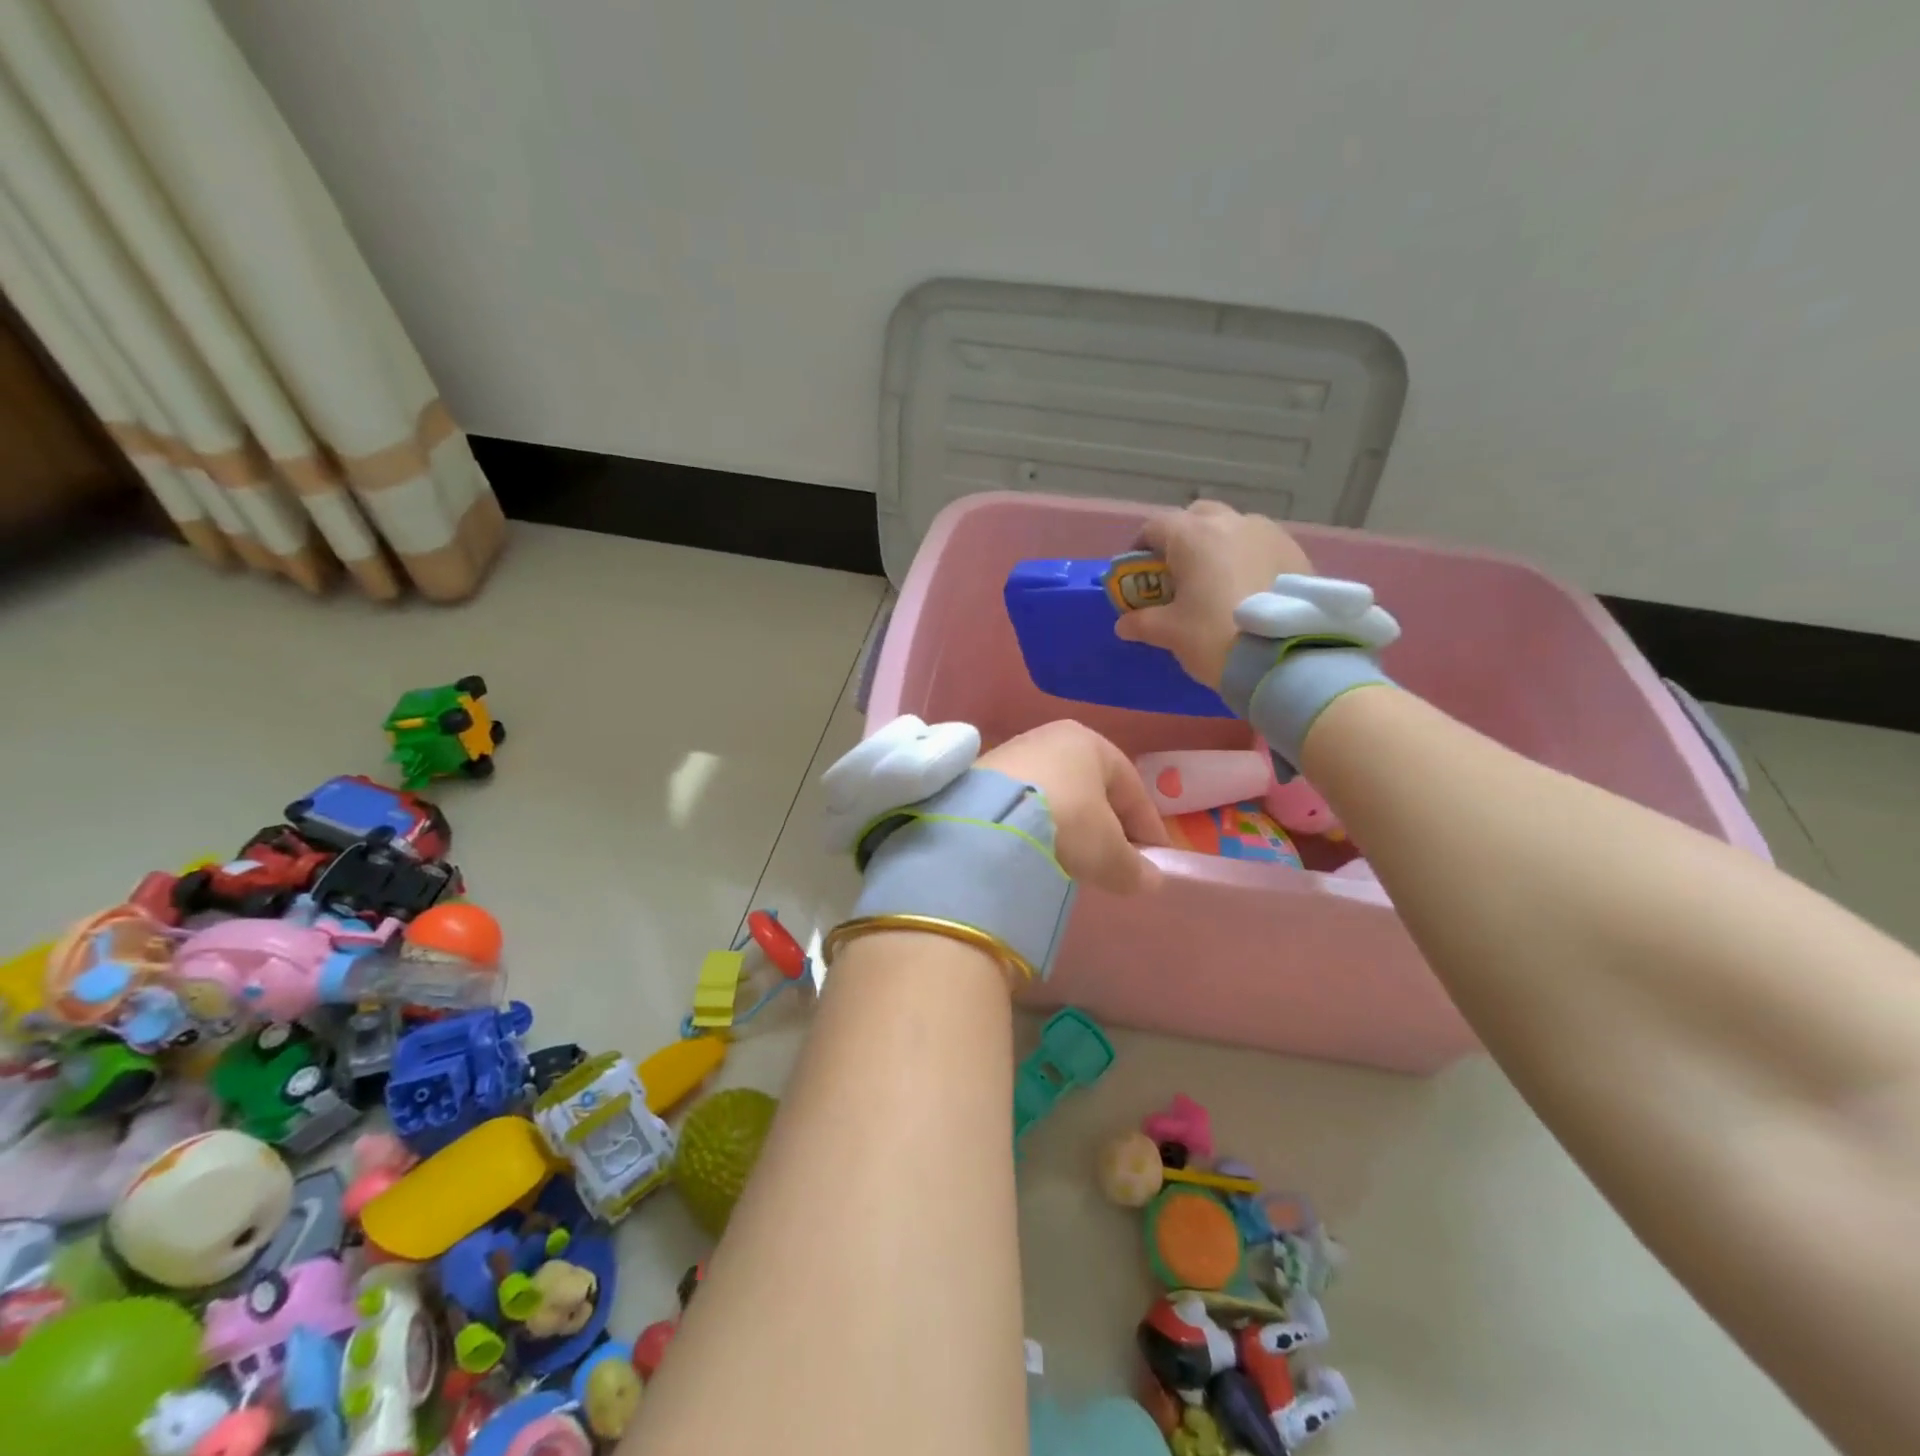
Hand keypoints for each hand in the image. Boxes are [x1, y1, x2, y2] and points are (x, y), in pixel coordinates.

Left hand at [979, 721, 1167, 893]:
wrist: (988, 821)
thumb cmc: (1067, 823)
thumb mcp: (1109, 853)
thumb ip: (1135, 868)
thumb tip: (1150, 880)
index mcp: (1090, 742)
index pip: (1131, 786)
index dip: (1147, 826)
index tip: (1155, 859)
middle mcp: (1050, 737)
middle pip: (1090, 788)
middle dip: (1104, 825)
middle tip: (1113, 861)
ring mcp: (1011, 754)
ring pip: (1054, 795)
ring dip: (1067, 826)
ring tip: (1071, 860)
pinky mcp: (980, 777)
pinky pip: (1022, 804)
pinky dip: (1035, 827)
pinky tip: (1035, 851)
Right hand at [1114, 501, 1314, 688]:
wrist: (1285, 655)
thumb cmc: (1215, 635)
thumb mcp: (1170, 633)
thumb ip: (1142, 623)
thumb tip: (1124, 624)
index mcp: (1193, 535)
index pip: (1155, 526)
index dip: (1141, 547)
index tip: (1138, 571)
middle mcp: (1230, 522)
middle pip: (1197, 516)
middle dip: (1183, 537)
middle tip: (1178, 571)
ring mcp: (1268, 533)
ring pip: (1233, 527)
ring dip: (1219, 545)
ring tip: (1217, 580)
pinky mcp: (1295, 550)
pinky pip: (1261, 545)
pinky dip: (1247, 557)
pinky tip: (1248, 587)